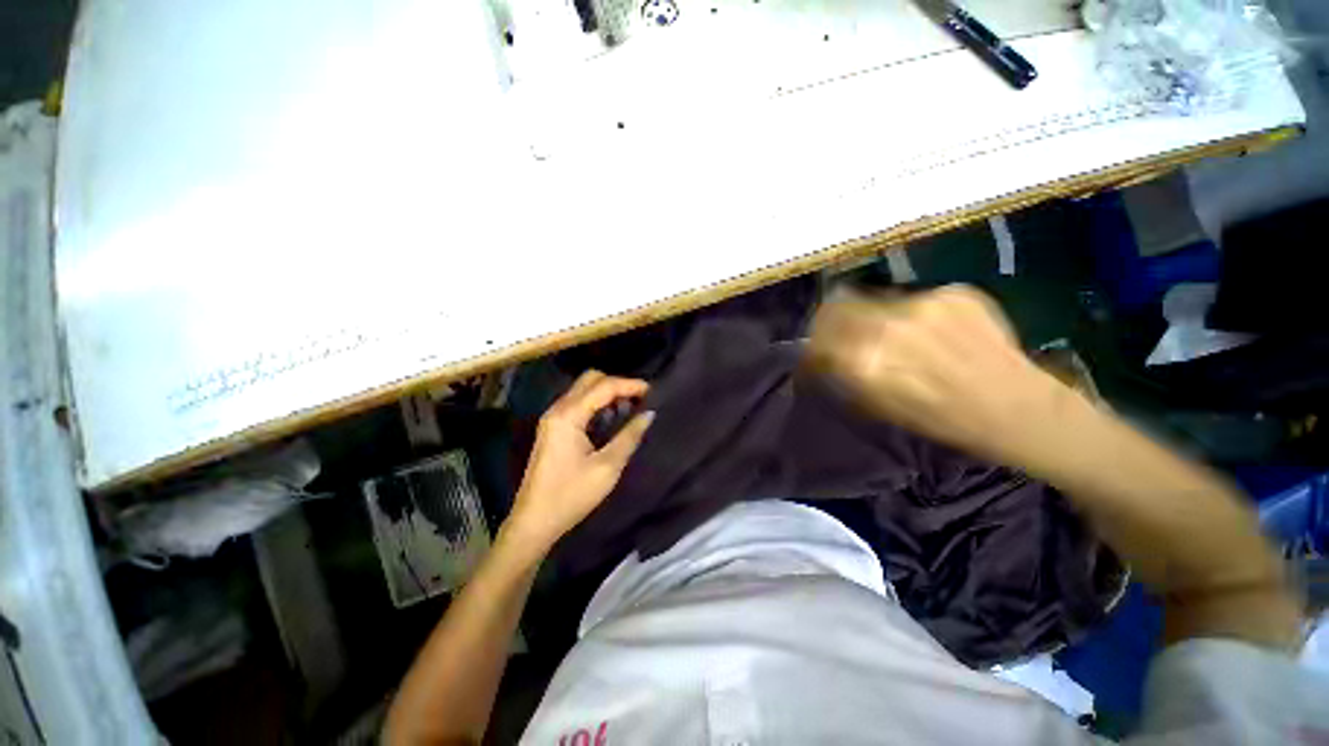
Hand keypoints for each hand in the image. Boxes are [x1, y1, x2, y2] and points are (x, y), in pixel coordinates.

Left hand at [507, 370, 654, 549]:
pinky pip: (578, 403)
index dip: (630, 385)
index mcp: (568, 416)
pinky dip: (597, 403)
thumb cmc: (571, 495)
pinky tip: (611, 418)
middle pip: (590, 379)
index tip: (653, 391)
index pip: (603, 386)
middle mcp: (558, 409)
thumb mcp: (607, 467)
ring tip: (631, 406)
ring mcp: (553, 418)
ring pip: (583, 389)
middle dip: (617, 384)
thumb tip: (649, 414)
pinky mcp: (553, 428)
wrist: (534, 522)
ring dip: (607, 392)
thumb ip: (629, 436)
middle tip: (640, 398)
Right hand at [807, 285, 1077, 467]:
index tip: (816, 351)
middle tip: (840, 332)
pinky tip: (929, 330)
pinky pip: (910, 297)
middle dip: (831, 320)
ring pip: (872, 297)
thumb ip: (844, 373)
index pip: (816, 336)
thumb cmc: (941, 418)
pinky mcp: (952, 291)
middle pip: (837, 305)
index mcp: (865, 361)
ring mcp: (922, 303)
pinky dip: (908, 313)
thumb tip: (822, 356)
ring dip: (870, 314)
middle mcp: (887, 325)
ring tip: (891, 332)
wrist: (1017, 408)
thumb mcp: (877, 404)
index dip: (812, 344)